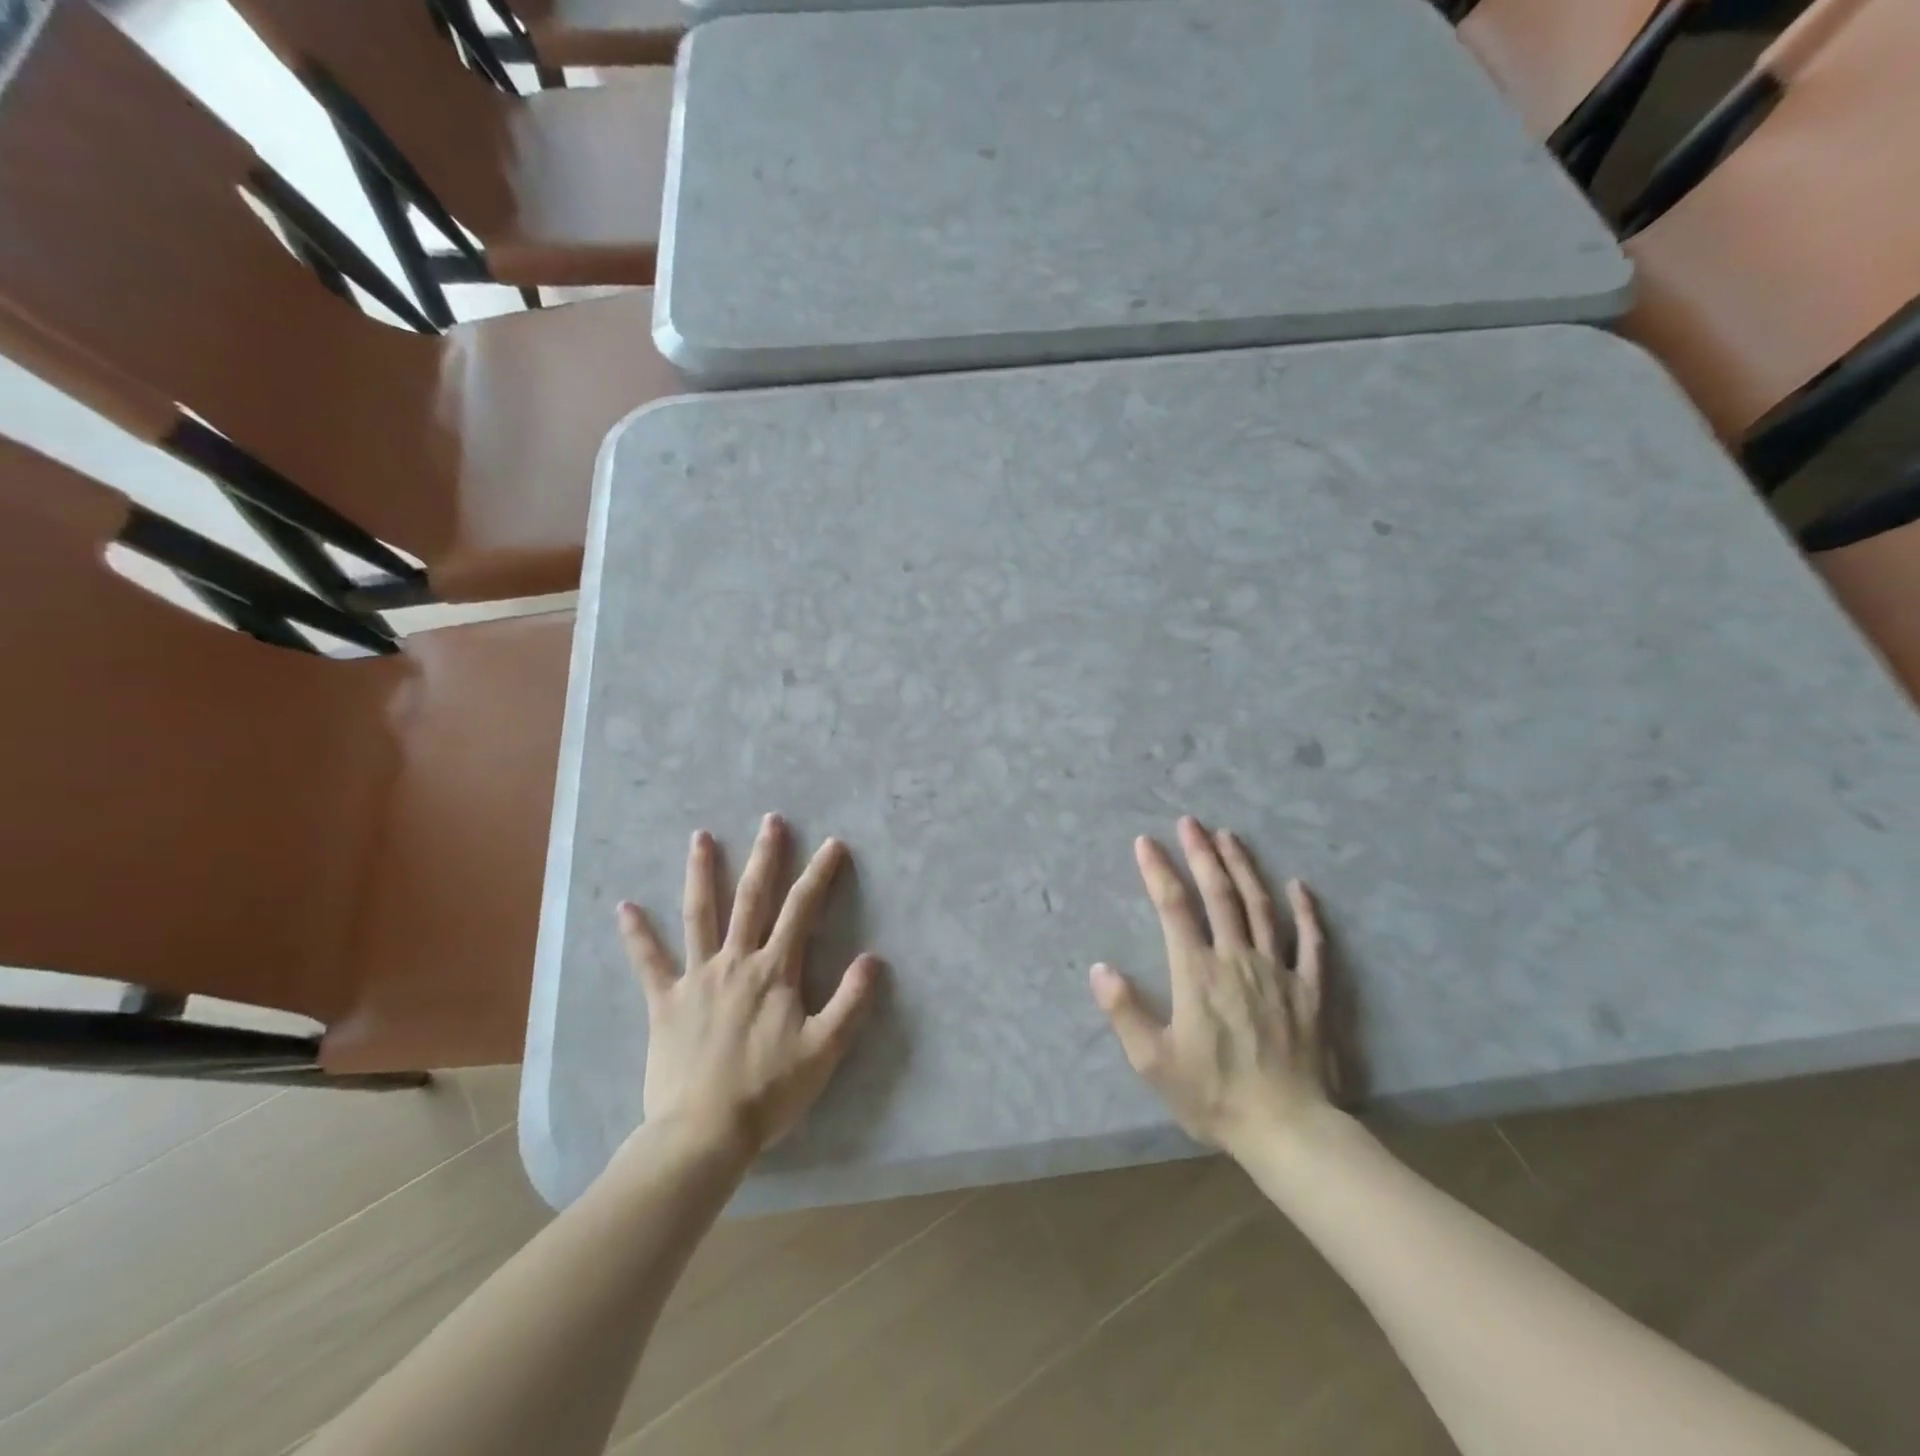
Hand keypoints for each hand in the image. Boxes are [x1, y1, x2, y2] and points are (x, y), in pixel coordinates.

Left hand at [617, 814, 881, 1156]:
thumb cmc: (769, 1091)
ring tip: (700, 837)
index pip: (802, 910)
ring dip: (701, 874)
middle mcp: (736, 962)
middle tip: (770, 821)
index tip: (832, 844)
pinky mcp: (665, 1002)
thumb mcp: (824, 1050)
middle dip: (764, 857)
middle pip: (752, 899)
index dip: (819, 874)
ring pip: (700, 915)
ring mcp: (697, 978)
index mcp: (775, 971)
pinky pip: (649, 963)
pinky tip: (625, 907)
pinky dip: (637, 935)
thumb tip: (873, 958)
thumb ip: (851, 1002)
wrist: (704, 1132)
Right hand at [1090, 816, 1330, 1156]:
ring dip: (1243, 868)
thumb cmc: (1213, 1095)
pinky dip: (1305, 911)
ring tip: (1230, 836)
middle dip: (1201, 854)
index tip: (1146, 842)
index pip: (1173, 908)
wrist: (1287, 1130)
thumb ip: (1124, 1011)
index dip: (1157, 871)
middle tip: (1190, 822)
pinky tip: (1299, 885)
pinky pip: (1311, 942)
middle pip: (1218, 895)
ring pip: (1259, 906)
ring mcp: (1277, 971)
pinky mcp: (1310, 989)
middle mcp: (1236, 958)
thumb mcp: (1153, 1062)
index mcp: (1197, 972)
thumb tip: (1099, 968)